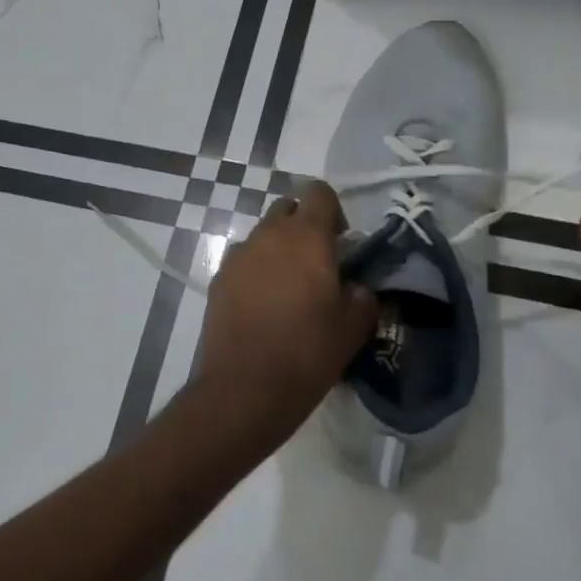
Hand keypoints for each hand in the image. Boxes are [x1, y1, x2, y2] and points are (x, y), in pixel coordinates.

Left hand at [194, 181, 377, 450]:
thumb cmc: (307, 352)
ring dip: (278, 250)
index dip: (333, 210)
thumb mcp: (353, 327)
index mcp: (306, 237)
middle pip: (287, 209)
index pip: (318, 192)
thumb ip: (362, 296)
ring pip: (263, 235)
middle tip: (317, 264)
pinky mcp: (218, 279)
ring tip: (288, 289)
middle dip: (303, 226)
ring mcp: (238, 256)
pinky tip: (263, 306)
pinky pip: (244, 262)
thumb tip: (355, 288)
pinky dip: (256, 272)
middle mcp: (268, 235)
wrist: (245, 388)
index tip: (341, 242)